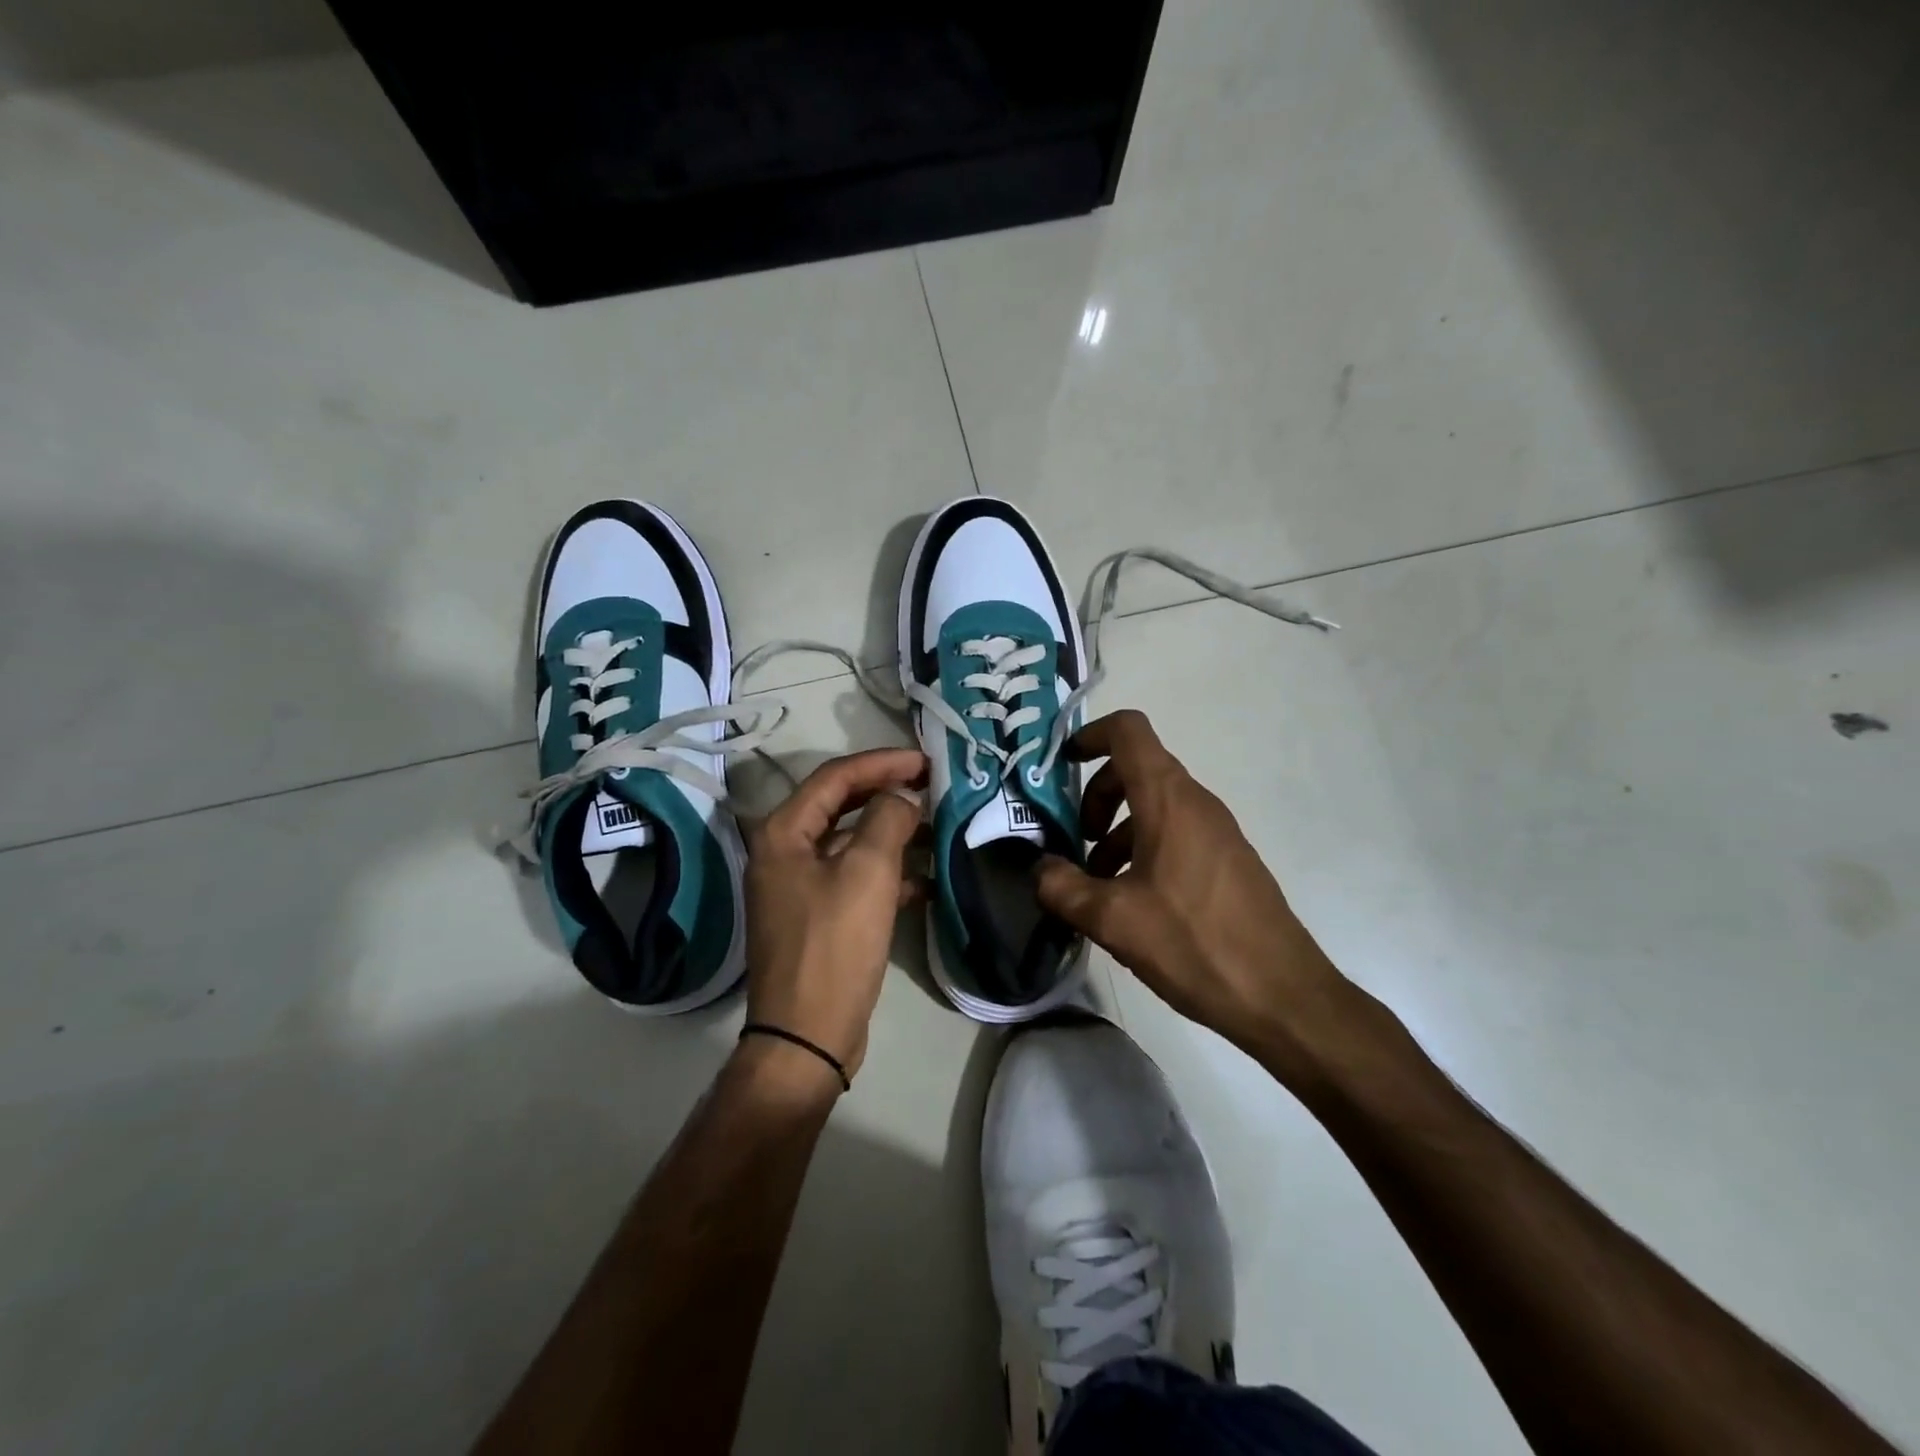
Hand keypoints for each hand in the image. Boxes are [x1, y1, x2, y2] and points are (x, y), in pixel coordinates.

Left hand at [744, 748, 926, 1082]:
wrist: (808, 1036)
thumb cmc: (834, 946)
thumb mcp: (867, 873)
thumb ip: (887, 819)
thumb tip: (901, 798)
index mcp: (783, 833)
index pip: (835, 777)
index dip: (882, 762)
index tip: (925, 761)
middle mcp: (783, 853)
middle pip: (840, 806)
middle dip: (887, 793)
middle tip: (931, 784)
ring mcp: (798, 887)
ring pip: (851, 843)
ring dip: (892, 834)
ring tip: (937, 829)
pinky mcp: (817, 917)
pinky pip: (855, 879)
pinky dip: (888, 873)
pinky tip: (925, 882)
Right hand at [1035, 710, 1351, 1073]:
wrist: (1282, 995)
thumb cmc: (1194, 943)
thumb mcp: (1113, 920)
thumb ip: (1063, 888)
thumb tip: (1041, 869)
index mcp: (1168, 800)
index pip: (1129, 731)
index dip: (1090, 734)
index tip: (1062, 766)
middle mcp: (1196, 803)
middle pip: (1136, 769)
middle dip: (1096, 796)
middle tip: (1076, 841)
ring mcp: (1217, 831)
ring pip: (1154, 806)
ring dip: (1117, 830)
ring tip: (1096, 883)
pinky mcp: (1227, 861)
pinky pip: (1175, 833)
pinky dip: (1143, 848)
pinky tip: (1132, 902)